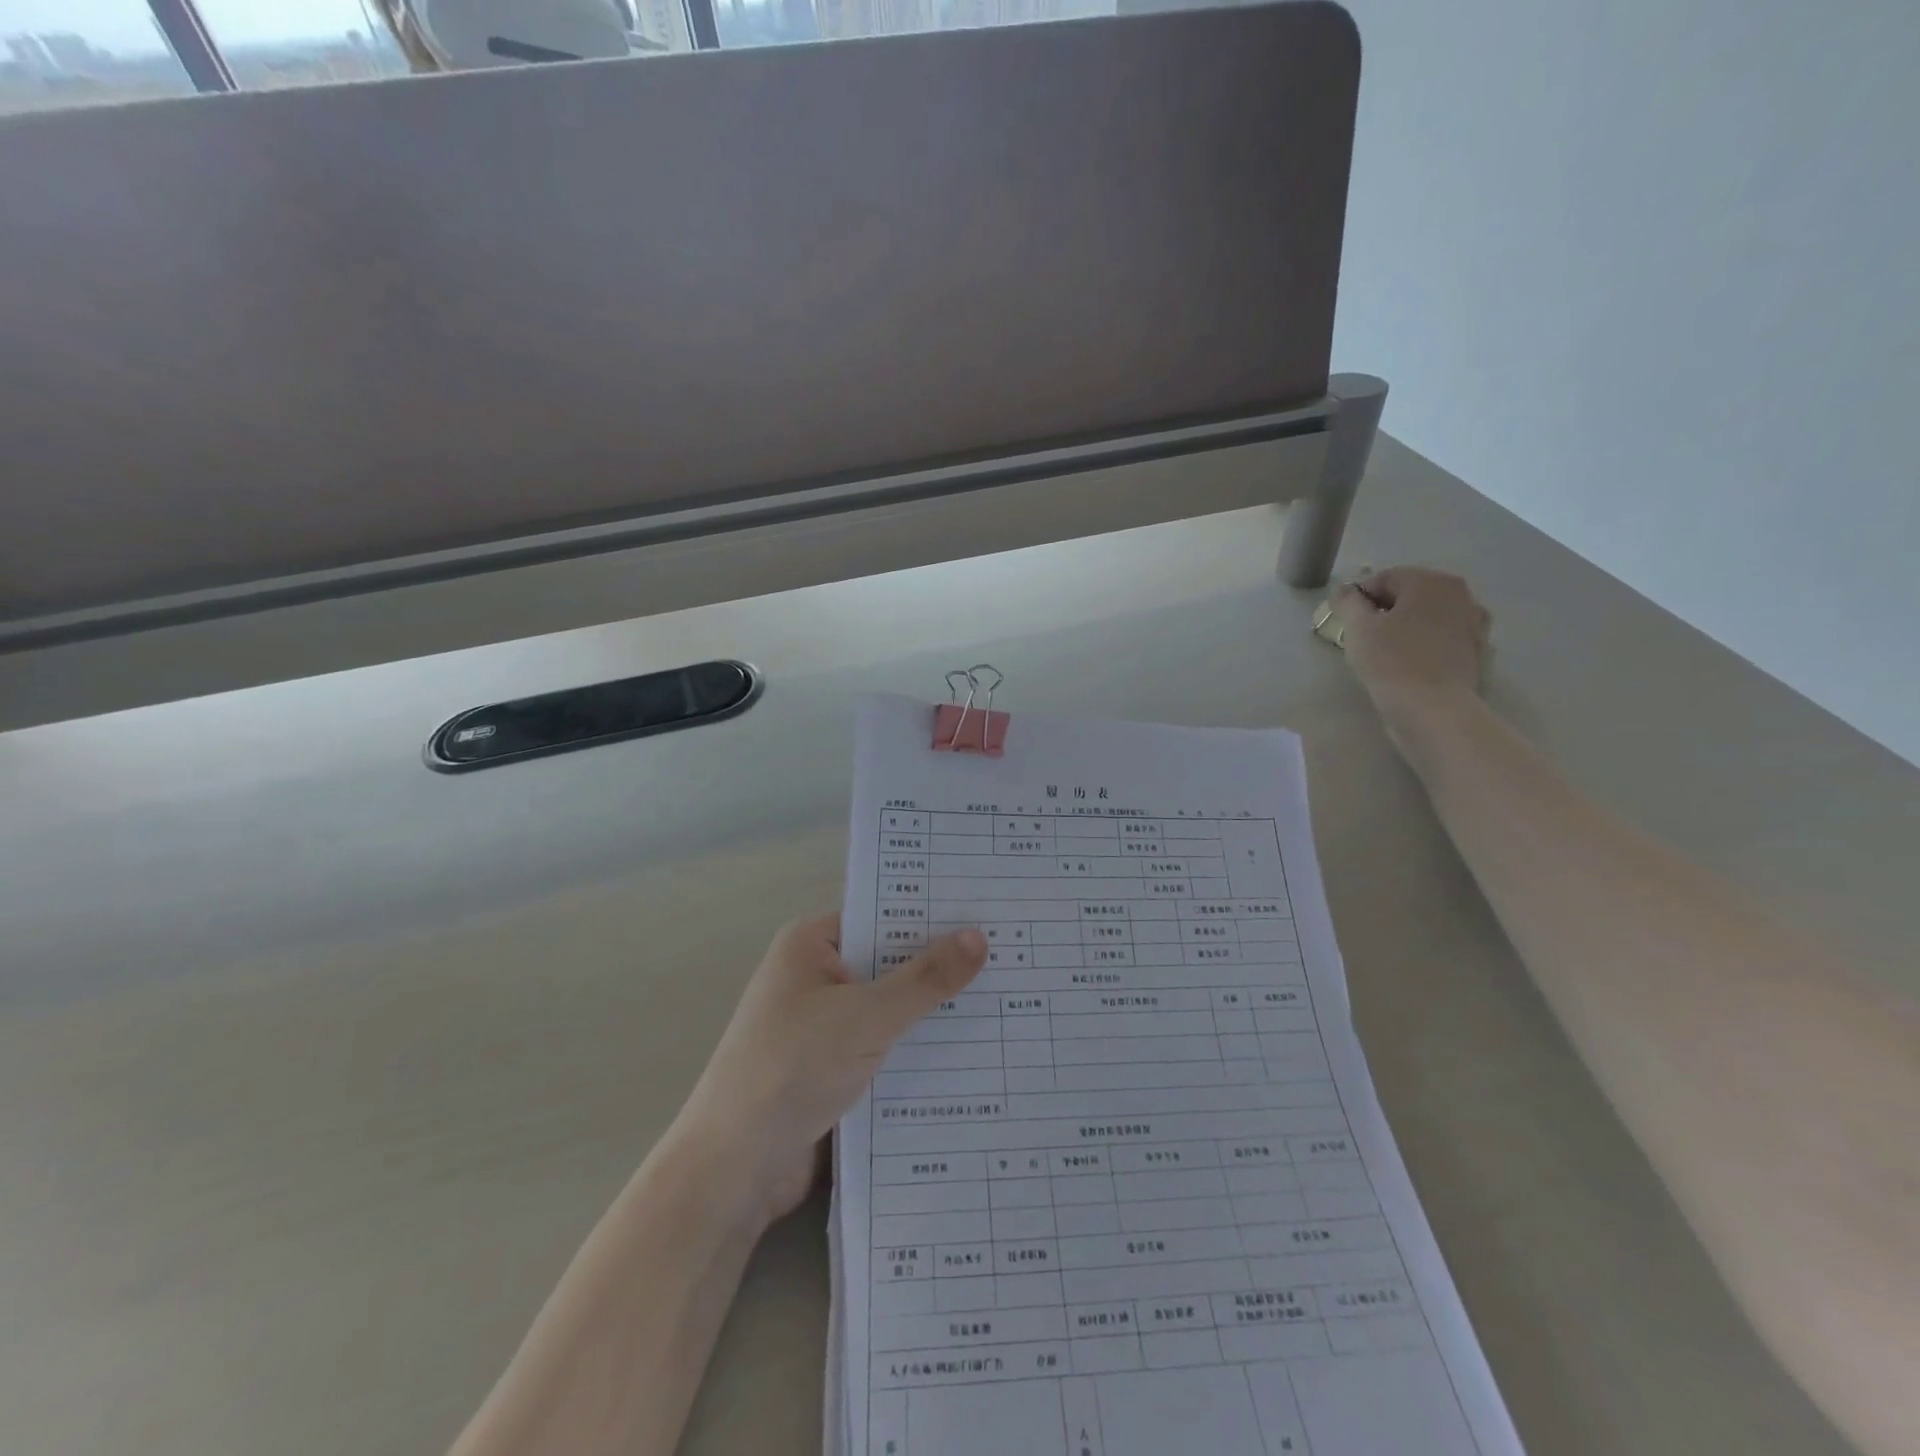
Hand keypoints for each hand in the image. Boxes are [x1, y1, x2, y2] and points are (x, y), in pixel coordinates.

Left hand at [677, 914, 987, 1233]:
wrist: (734, 1169)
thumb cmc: (793, 1067)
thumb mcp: (867, 1016)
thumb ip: (925, 979)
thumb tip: (978, 937)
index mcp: (811, 944)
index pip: (881, 913)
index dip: (931, 912)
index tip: (987, 910)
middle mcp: (815, 976)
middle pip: (888, 959)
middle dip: (940, 963)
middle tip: (1010, 954)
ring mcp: (822, 1023)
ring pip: (889, 1005)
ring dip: (931, 1009)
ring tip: (1005, 998)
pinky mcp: (830, 1066)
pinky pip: (883, 1043)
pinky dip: (916, 1045)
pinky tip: (971, 1050)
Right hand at [1329, 567, 1492, 765]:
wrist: (1433, 709)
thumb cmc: (1391, 662)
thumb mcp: (1358, 628)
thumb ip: (1348, 602)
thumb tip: (1344, 590)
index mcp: (1431, 581)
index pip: (1385, 578)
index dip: (1358, 598)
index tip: (1344, 622)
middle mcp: (1460, 594)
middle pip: (1410, 595)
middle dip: (1383, 611)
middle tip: (1362, 637)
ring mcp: (1474, 623)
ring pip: (1427, 617)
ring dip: (1405, 627)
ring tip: (1384, 652)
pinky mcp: (1477, 651)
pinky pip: (1442, 638)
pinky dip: (1424, 644)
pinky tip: (1409, 663)